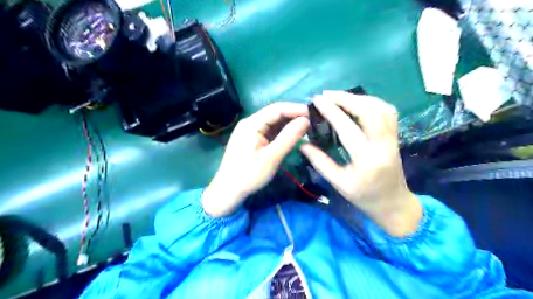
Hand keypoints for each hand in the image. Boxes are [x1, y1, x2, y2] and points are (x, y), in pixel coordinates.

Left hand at [202, 103, 310, 217]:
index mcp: (251, 123)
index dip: (296, 109)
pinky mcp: (254, 139)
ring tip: (309, 127)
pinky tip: (295, 134)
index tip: (314, 113)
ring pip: (274, 122)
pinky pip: (271, 131)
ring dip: (290, 124)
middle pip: (276, 114)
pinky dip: (283, 132)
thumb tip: (306, 120)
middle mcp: (251, 123)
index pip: (277, 109)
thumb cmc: (249, 175)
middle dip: (295, 116)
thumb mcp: (271, 157)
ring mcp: (251, 131)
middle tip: (314, 120)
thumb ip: (289, 137)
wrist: (228, 191)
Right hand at [299, 90, 420, 235]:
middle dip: (346, 98)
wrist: (393, 203)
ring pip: (380, 108)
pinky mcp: (395, 136)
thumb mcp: (339, 183)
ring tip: (339, 97)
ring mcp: (392, 138)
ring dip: (359, 98)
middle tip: (326, 94)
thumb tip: (302, 143)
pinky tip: (358, 103)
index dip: (331, 111)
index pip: (347, 128)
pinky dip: (371, 102)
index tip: (317, 100)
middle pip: (369, 111)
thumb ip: (320, 162)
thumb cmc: (364, 196)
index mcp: (366, 159)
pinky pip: (387, 111)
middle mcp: (383, 144)